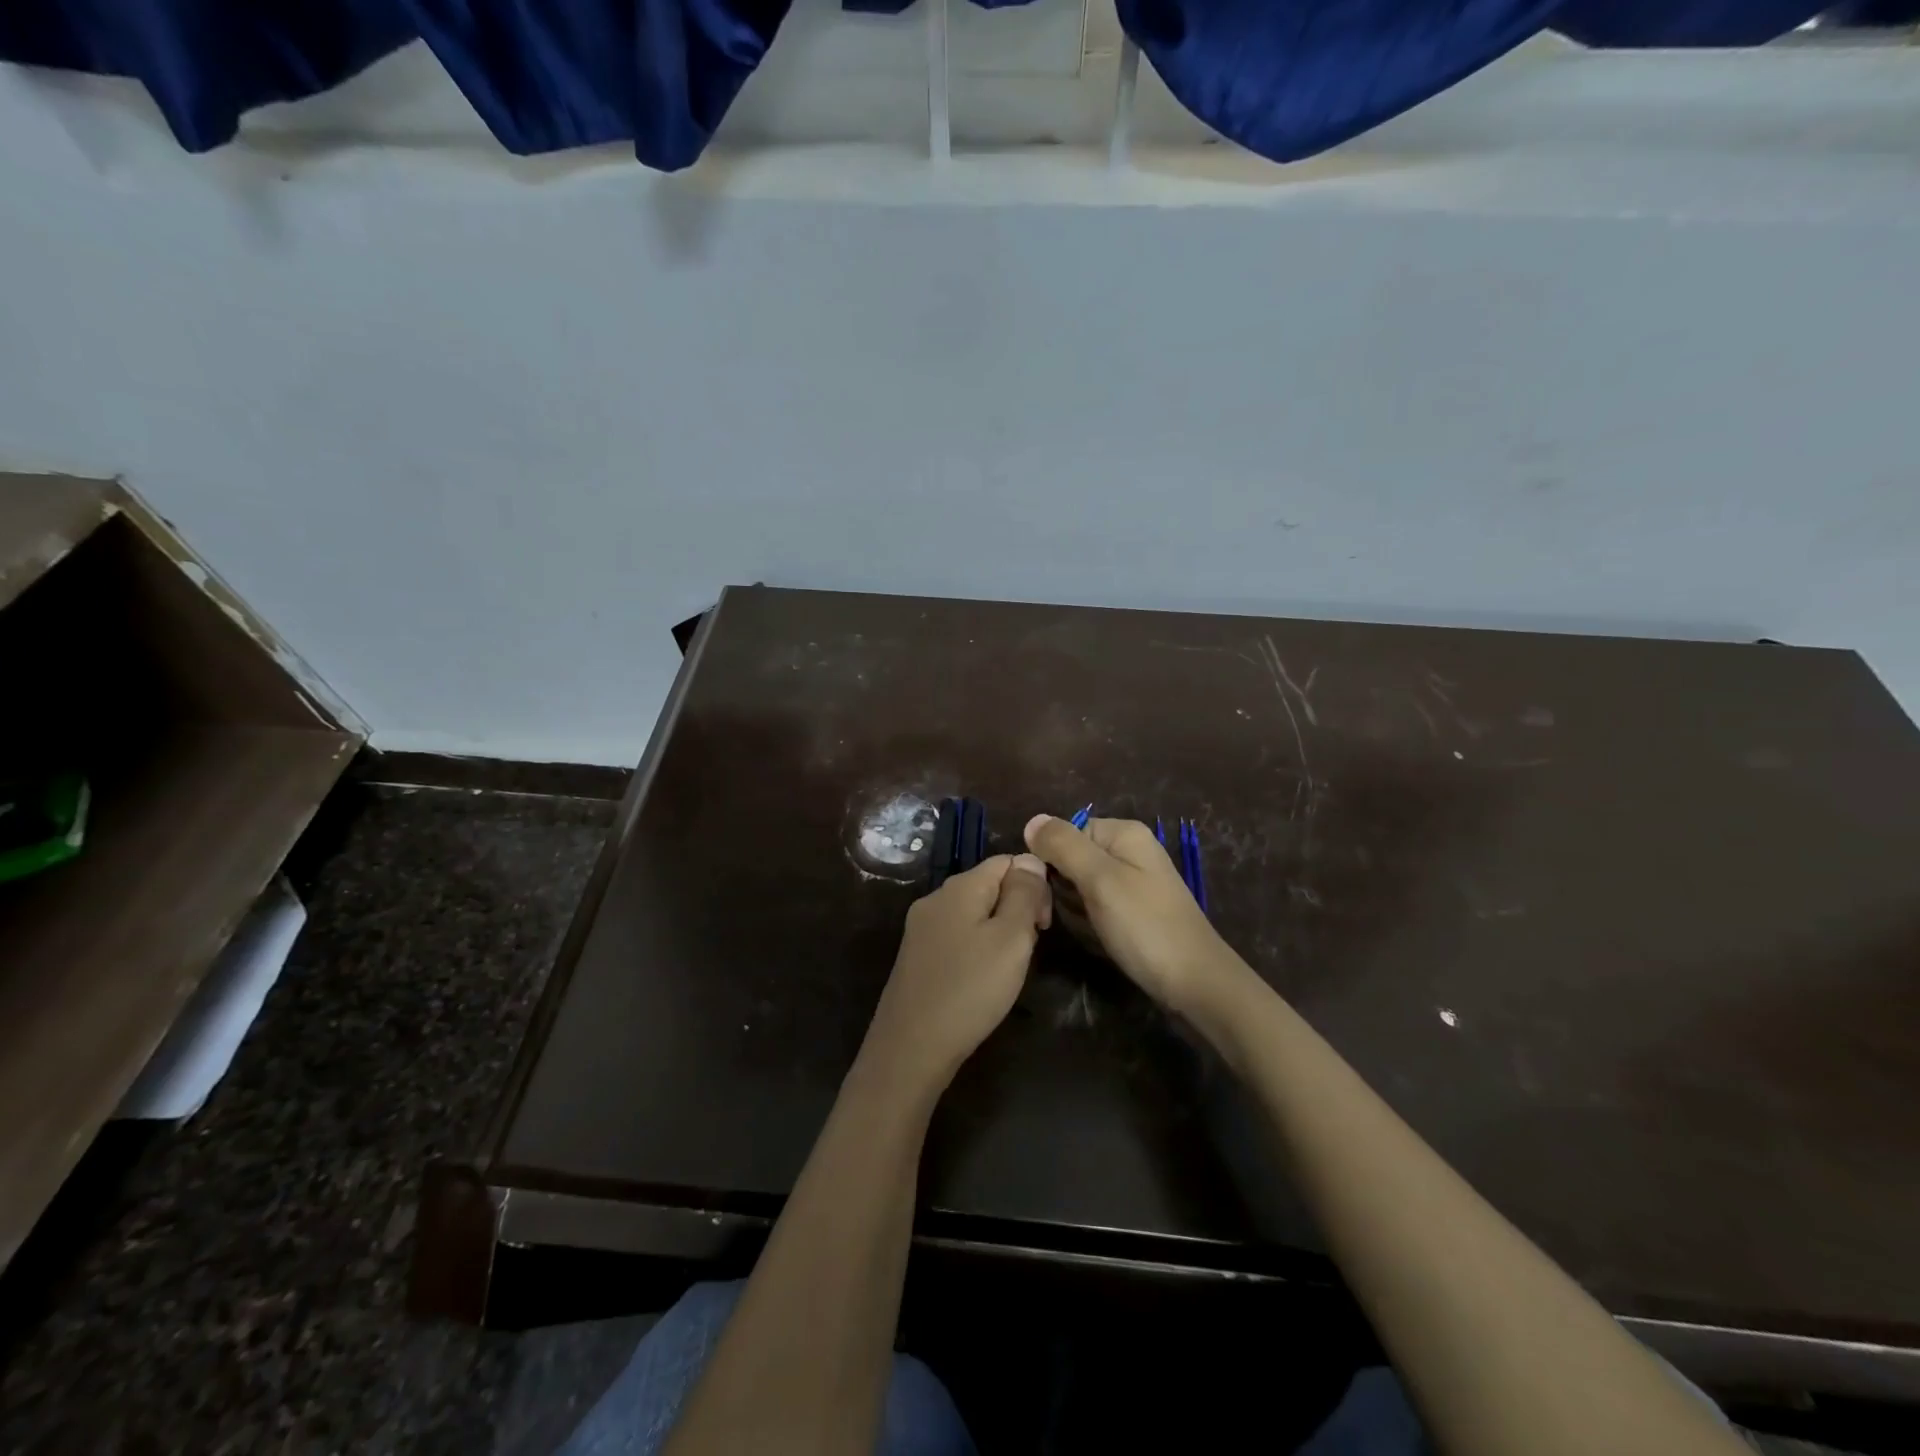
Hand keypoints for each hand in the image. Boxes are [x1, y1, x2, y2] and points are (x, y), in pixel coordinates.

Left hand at [859, 853, 1051, 1097]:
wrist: (911, 1048)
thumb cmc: (970, 989)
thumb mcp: (1011, 938)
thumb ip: (1024, 894)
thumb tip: (1030, 858)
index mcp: (959, 887)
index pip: (1007, 861)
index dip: (1034, 885)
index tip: (1043, 925)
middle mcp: (936, 898)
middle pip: (989, 885)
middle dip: (1017, 909)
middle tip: (1027, 951)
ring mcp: (921, 927)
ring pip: (974, 913)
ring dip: (999, 932)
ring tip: (1007, 969)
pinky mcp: (916, 955)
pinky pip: (957, 936)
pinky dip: (977, 949)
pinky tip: (981, 979)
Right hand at [1023, 814, 1232, 1013]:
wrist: (1195, 983)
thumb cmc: (1145, 926)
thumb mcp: (1100, 879)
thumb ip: (1064, 846)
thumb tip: (1032, 820)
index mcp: (1124, 834)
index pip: (1067, 833)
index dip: (1053, 859)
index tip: (1052, 890)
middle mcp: (1129, 852)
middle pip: (1072, 860)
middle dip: (1064, 889)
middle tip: (1074, 914)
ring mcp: (1133, 884)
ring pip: (1080, 889)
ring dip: (1076, 912)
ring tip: (1092, 931)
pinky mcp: (1134, 913)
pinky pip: (1096, 911)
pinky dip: (1092, 926)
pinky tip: (1101, 941)